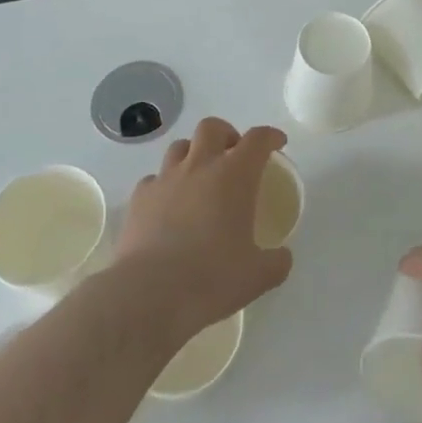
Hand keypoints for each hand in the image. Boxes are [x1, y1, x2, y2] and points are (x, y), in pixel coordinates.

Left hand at [114, 118, 292, 346]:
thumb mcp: (257, 276)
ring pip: (180, 147)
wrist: (149, 295)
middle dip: (226, 135)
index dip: (270, 136)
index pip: (258, 139)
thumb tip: (282, 257)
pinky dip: (164, 185)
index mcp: (235, 175)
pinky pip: (154, 179)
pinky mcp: (139, 198)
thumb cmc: (211, 278)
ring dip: (193, 155)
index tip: (277, 143)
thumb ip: (276, 262)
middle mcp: (200, 166)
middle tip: (233, 157)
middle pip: (212, 127)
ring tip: (199, 179)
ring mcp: (165, 179)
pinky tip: (168, 207)